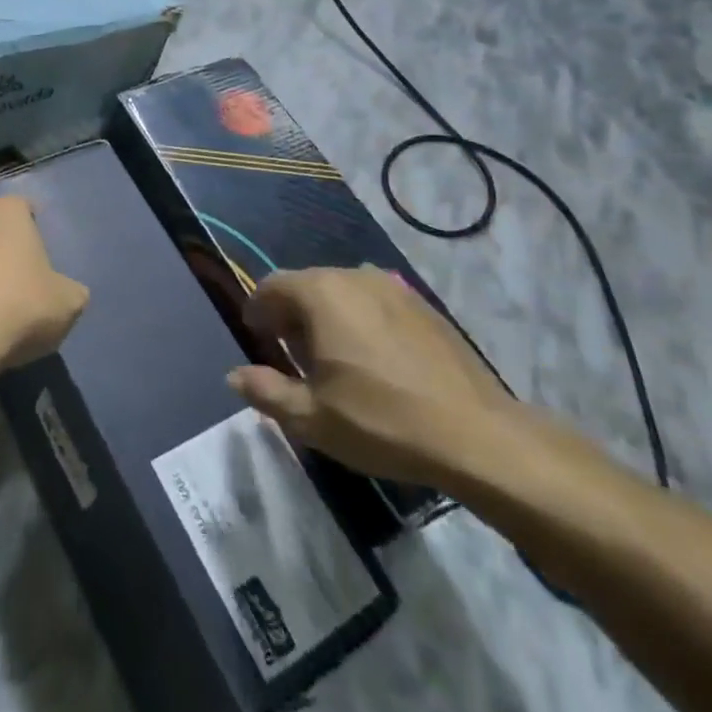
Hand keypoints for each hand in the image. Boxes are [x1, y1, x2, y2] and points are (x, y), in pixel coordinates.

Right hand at [228, 266, 520, 487]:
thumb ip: (265, 391)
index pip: (272, 286)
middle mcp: (354, 276)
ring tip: (333, 360)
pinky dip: (362, 321)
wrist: (476, 436)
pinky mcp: (424, 305)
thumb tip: (235, 376)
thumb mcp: (311, 417)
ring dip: (327, 316)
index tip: (258, 340)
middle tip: (292, 356)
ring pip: (343, 292)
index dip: (257, 311)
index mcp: (321, 293)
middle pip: (307, 285)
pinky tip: (375, 361)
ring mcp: (394, 287)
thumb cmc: (381, 421)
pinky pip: (375, 303)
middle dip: (291, 315)